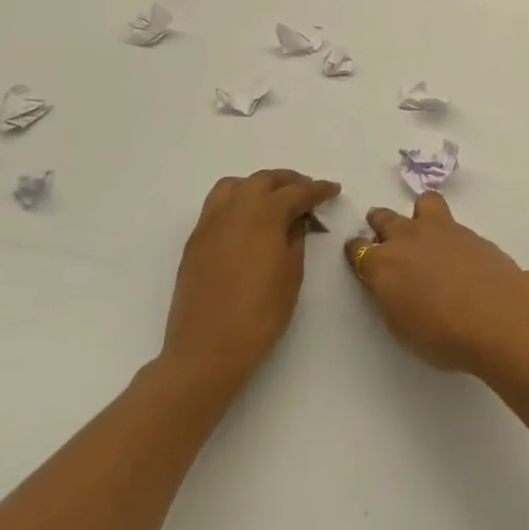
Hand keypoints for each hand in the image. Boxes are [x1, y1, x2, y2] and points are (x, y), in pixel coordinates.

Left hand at [161, 169, 339, 397]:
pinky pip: (218, 205)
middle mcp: (234, 209)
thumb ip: (295, 236)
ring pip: (235, 185)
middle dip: (289, 182)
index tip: (333, 190)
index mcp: (264, 214)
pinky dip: (238, 201)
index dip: (318, 189)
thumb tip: (296, 218)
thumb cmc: (260, 313)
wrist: (207, 349)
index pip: (297, 191)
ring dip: (259, 185)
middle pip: (264, 180)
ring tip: (275, 201)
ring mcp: (210, 223)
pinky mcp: (195, 240)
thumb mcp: (292, 272)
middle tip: (308, 193)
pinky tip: (250, 222)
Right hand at [344, 193, 528, 371]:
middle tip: (385, 235)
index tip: (359, 255)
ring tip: (426, 230)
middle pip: (384, 218)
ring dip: (418, 214)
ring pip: (423, 203)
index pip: (358, 249)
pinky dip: (448, 232)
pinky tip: (457, 252)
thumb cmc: (441, 334)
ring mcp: (441, 229)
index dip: (357, 252)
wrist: (496, 315)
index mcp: (382, 263)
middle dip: (380, 224)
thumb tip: (394, 284)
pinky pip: (451, 221)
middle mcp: (407, 238)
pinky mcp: (470, 231)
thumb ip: (391, 297)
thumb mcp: (400, 326)